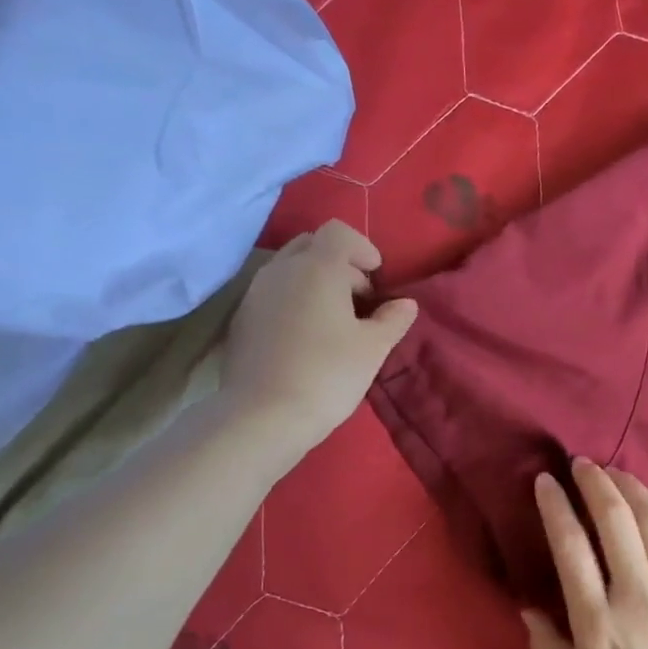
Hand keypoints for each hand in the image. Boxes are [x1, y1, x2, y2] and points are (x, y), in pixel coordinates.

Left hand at [221, 221, 416, 455]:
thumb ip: (393, 319)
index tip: (376, 277)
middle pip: (312, 245)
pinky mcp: (241, 318)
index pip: (339, 232)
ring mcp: (255, 293)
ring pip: (289, 268)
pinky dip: (294, 300)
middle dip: (339, 263)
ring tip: (334, 320)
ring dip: (315, 282)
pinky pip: (273, 293)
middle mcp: (282, 270)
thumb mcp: (373, 348)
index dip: (363, 248)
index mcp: (317, 268)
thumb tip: (405, 304)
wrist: (263, 416)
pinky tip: (306, 338)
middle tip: (358, 299)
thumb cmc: (328, 375)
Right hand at [522, 458, 647, 648]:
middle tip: (583, 464)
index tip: (546, 481)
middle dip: (595, 481)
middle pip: (614, 519)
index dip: (555, 506)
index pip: (569, 546)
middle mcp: (637, 597)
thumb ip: (549, 648)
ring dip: (635, 488)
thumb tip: (527, 608)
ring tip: (619, 474)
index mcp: (597, 624)